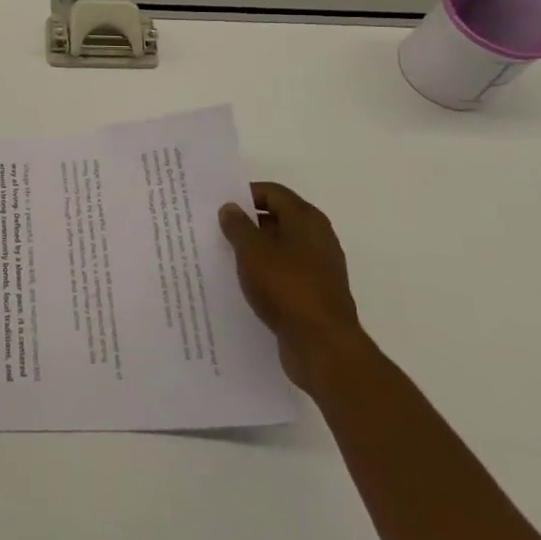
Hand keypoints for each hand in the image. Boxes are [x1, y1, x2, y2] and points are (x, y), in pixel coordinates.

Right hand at [218, 181, 365, 392]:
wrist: (323, 346)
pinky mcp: (315, 294)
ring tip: (225, 255)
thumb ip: (238, 226)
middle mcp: (318, 238)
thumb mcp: (252, 251)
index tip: (220, 204)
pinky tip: (244, 283)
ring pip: (281, 248)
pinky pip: (285, 273)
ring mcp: (319, 268)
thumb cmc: (286, 287)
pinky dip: (266, 272)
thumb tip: (230, 207)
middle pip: (279, 218)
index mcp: (306, 219)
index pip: (273, 193)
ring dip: (256, 249)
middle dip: (248, 222)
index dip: (245, 194)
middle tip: (217, 228)